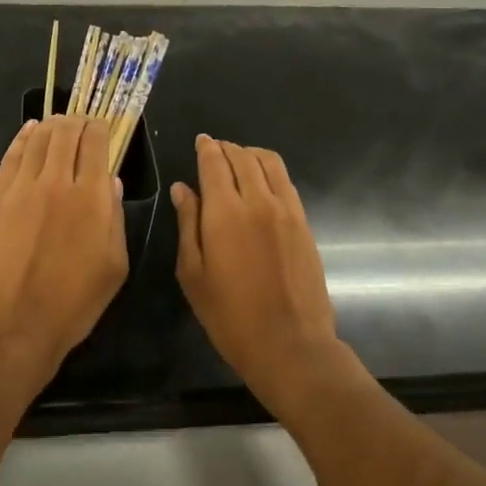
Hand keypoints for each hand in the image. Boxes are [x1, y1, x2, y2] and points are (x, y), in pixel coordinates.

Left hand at [0, 116, 128, 391]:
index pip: (96, 143)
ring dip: (51, 125)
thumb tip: (110, 182)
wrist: (13, 325)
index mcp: (90, 198)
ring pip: (38, 139)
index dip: (101, 128)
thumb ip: (114, 219)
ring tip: (59, 122)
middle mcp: (56, 182)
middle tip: (82, 123)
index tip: (104, 128)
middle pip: (66, 133)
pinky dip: (22, 137)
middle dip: (77, 121)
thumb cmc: (73, 304)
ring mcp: (22, 188)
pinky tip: (29, 131)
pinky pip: (11, 156)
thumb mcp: (113, 267)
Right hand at [173, 135, 355, 411]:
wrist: (290, 344)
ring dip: (250, 153)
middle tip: (214, 149)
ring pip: (268, 163)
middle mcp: (257, 201)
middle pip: (242, 157)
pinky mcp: (304, 223)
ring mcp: (286, 210)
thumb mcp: (193, 274)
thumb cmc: (230, 315)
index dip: (206, 147)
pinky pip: (286, 182)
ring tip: (238, 159)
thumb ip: (188, 224)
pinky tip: (261, 182)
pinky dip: (270, 170)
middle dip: (226, 148)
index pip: (214, 163)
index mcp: (225, 212)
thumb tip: (182, 188)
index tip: (200, 141)